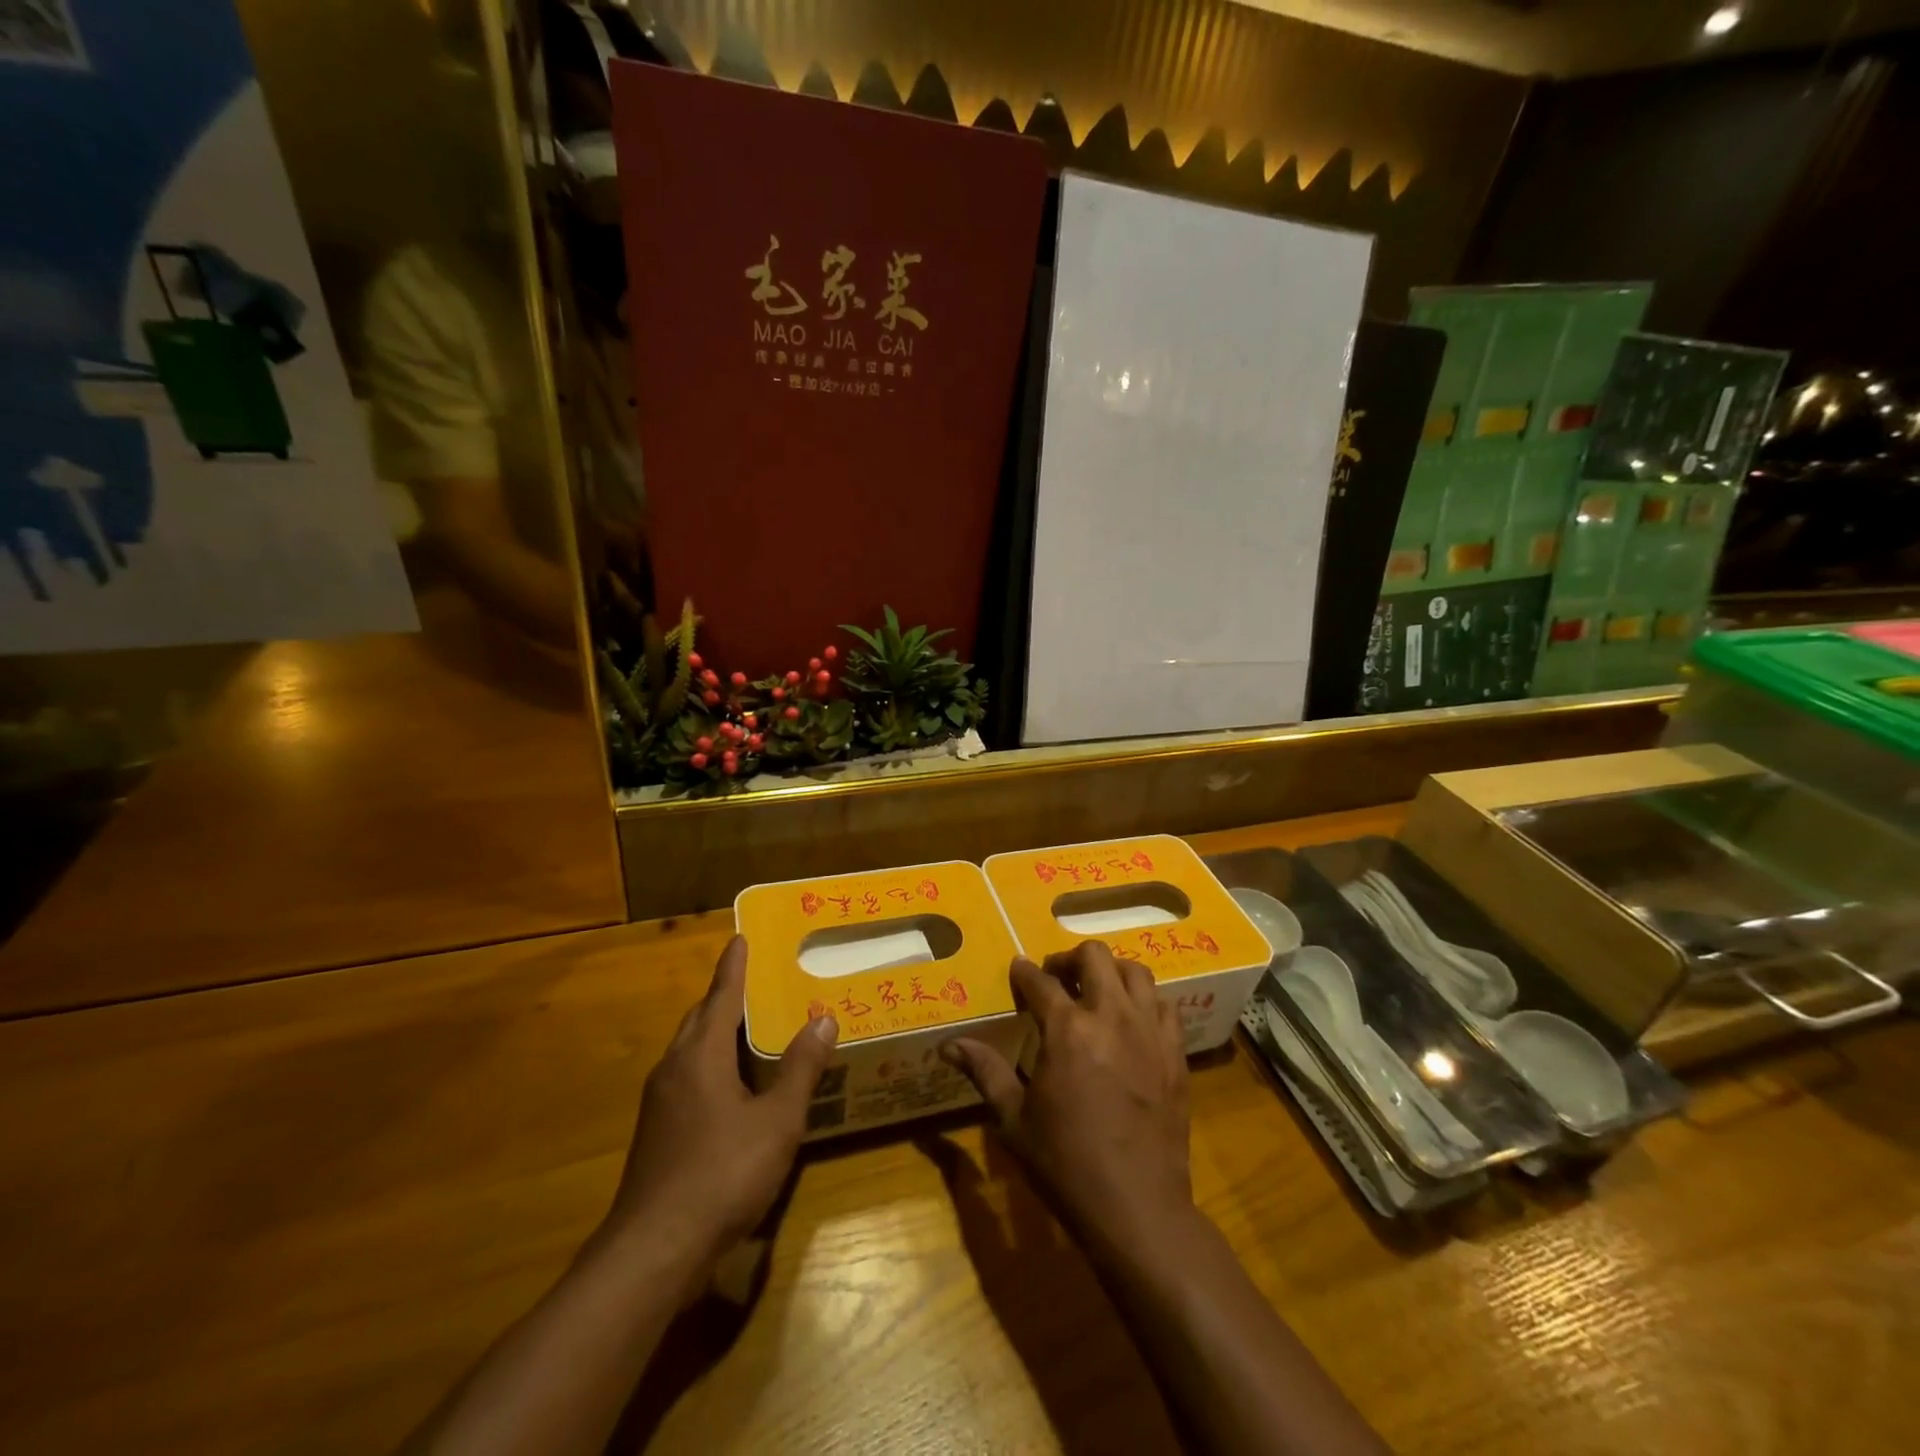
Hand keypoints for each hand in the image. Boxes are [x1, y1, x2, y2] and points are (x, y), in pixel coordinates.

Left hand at [603, 936, 836, 1288]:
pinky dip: (710, 1062)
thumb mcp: (778, 1121)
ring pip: (690, 1049)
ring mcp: (660, 1101)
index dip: (734, 966)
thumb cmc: (722, 1174)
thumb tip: (823, 1018)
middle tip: (755, 980)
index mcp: (701, 1055)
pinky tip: (732, 1086)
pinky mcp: (657, 1131)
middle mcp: (675, 1067)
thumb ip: (801, 1068)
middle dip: (725, 996)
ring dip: (716, 1030)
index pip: (722, 995)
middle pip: (701, 1018)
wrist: (653, 1251)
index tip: (740, 937)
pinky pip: (687, 1076)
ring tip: (749, 1027)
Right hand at [942, 941, 1195, 1261]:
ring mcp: (1149, 1032)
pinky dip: (1145, 1000)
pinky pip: (1165, 1005)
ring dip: (1111, 972)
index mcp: (1067, 1030)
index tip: (1017, 970)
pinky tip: (1132, 1020)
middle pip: (1094, 957)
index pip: (1040, 981)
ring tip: (1096, 992)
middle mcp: (1111, 1016)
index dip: (1023, 972)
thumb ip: (984, 1071)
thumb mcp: (1014, 1120)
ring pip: (1135, 972)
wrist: (1137, 1208)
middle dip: (1069, 959)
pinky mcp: (1175, 1053)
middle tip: (1056, 978)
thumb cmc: (1066, 1165)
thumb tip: (948, 1045)